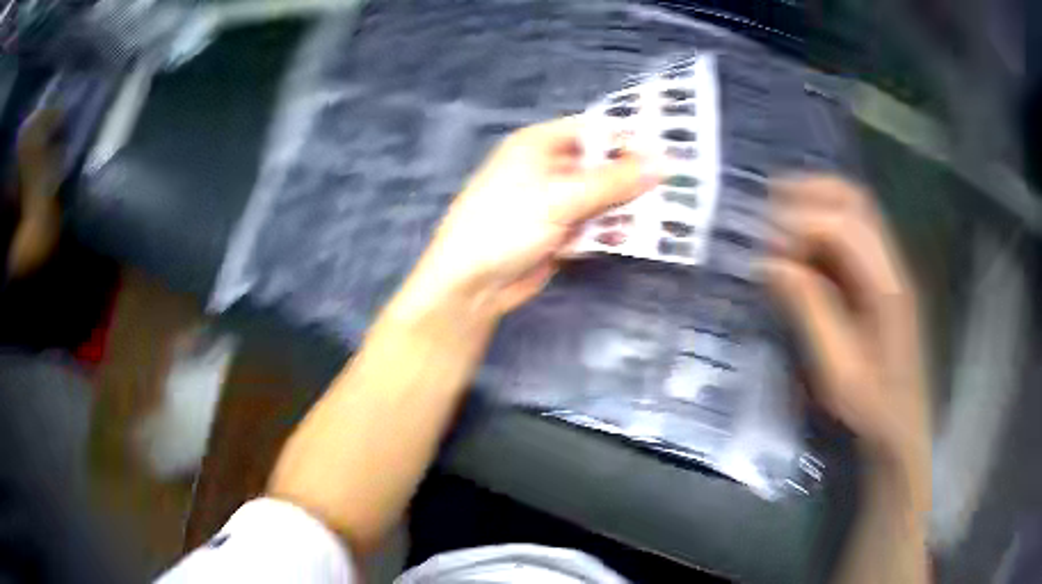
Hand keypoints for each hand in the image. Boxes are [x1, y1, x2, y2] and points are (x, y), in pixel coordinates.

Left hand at [400, 117, 654, 320]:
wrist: (472, 283)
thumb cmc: (507, 224)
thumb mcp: (563, 197)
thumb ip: (615, 181)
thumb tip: (665, 162)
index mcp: (540, 144)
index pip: (594, 130)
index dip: (630, 138)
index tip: (670, 148)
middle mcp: (549, 168)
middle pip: (601, 165)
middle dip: (635, 176)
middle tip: (679, 184)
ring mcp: (555, 202)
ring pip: (602, 197)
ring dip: (629, 206)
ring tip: (671, 212)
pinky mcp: (560, 232)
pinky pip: (595, 224)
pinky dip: (614, 229)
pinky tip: (641, 236)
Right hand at [763, 175, 929, 507]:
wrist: (902, 429)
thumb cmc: (871, 408)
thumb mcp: (837, 369)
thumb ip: (809, 310)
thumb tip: (772, 263)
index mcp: (886, 286)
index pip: (843, 226)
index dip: (800, 225)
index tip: (765, 247)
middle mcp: (892, 265)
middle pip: (855, 200)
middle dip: (809, 192)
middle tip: (768, 204)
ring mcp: (890, 270)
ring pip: (855, 211)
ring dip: (816, 203)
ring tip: (779, 216)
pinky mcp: (883, 280)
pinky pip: (853, 235)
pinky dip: (823, 226)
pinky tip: (802, 244)